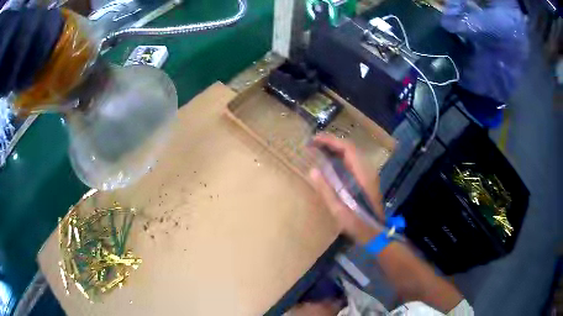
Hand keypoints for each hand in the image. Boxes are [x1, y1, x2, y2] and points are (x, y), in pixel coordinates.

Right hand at [309, 134, 384, 244]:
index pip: (348, 148)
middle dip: (331, 142)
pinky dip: (340, 157)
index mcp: (362, 174)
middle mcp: (367, 169)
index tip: (314, 140)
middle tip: (313, 144)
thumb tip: (313, 170)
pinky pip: (352, 162)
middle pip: (350, 148)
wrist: (375, 233)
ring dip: (335, 149)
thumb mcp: (339, 209)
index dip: (331, 141)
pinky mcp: (366, 179)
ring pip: (352, 154)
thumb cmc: (358, 223)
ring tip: (318, 150)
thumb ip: (326, 189)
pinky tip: (330, 163)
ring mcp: (368, 174)